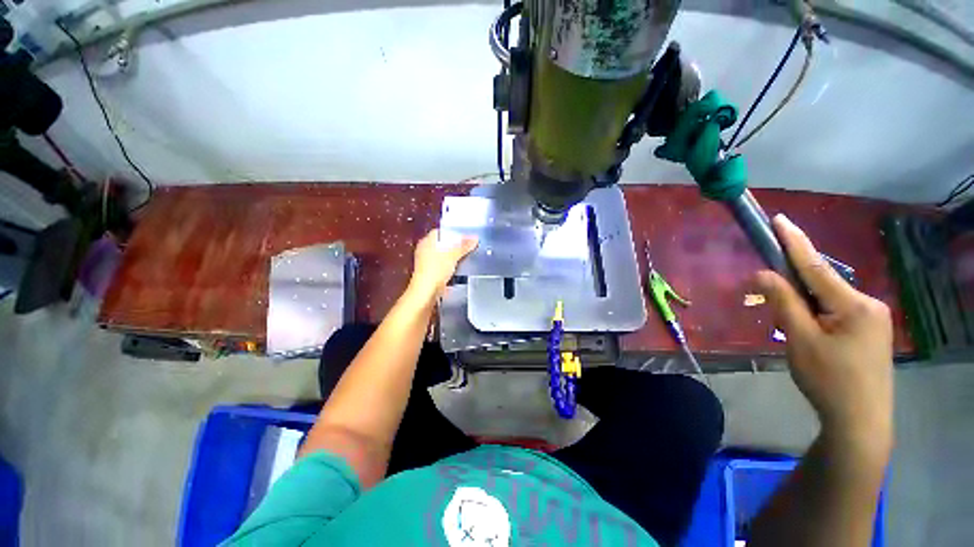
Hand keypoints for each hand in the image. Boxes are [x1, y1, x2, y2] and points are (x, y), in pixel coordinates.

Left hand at [408, 229, 477, 301]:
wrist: (426, 292)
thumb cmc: (437, 269)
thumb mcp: (453, 255)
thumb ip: (464, 246)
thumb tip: (475, 238)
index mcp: (427, 241)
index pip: (441, 232)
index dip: (453, 233)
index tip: (465, 236)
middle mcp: (425, 249)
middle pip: (442, 244)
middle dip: (454, 245)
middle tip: (468, 246)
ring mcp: (426, 262)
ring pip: (442, 255)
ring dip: (453, 257)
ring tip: (466, 257)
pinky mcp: (430, 273)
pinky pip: (442, 266)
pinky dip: (450, 266)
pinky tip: (459, 269)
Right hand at [755, 215, 892, 450]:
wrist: (860, 421)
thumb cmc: (829, 380)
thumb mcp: (800, 340)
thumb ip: (783, 303)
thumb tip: (763, 273)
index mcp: (854, 305)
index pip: (815, 266)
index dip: (794, 242)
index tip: (778, 219)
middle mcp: (868, 304)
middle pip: (822, 284)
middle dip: (794, 285)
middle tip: (771, 300)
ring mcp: (872, 318)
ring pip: (827, 299)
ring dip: (803, 304)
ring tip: (791, 328)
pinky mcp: (869, 332)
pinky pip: (835, 311)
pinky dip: (815, 314)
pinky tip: (808, 333)